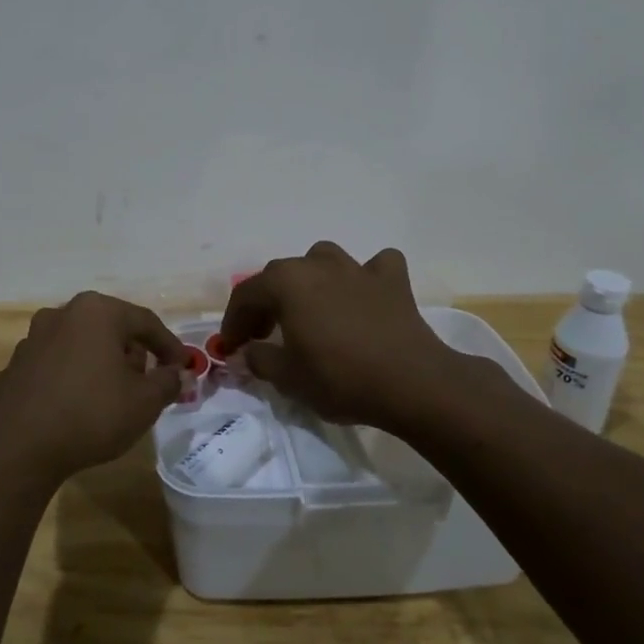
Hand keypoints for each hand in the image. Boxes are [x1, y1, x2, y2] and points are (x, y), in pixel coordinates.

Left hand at [0, 292, 185, 484]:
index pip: (145, 322)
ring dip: (101, 363)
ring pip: (82, 344)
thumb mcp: (144, 402)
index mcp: (96, 312)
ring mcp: (34, 338)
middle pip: (111, 328)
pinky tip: (78, 405)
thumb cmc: (91, 414)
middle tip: (147, 384)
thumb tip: (177, 375)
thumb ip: (168, 382)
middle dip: (133, 354)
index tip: (183, 367)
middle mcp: (62, 313)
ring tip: (113, 397)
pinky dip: (73, 377)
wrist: (20, 446)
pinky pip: (57, 364)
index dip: (170, 345)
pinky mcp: (17, 364)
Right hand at [218, 242, 502, 432]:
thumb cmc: (339, 378)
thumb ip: (259, 359)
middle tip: (264, 335)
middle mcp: (317, 264)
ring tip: (310, 307)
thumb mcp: (287, 377)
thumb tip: (247, 352)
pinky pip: (375, 268)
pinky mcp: (392, 281)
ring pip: (323, 260)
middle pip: (280, 276)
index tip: (231, 347)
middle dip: (266, 303)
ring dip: (311, 280)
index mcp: (286, 282)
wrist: (411, 383)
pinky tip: (365, 296)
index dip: (234, 322)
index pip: (246, 295)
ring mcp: (357, 268)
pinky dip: (366, 278)